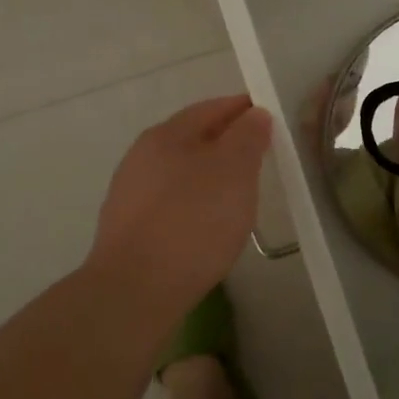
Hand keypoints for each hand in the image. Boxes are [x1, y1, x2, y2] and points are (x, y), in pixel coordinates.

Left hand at [85, 94, 271, 312]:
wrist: (134, 291)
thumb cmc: (192, 221)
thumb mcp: (234, 170)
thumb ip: (248, 136)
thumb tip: (255, 114)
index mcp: (167, 133)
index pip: (212, 108)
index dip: (243, 110)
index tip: (269, 118)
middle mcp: (143, 156)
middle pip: (193, 139)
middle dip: (226, 142)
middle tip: (259, 156)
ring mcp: (131, 193)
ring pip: (181, 172)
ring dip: (210, 175)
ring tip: (239, 194)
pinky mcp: (129, 229)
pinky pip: (171, 203)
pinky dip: (194, 204)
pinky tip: (208, 224)